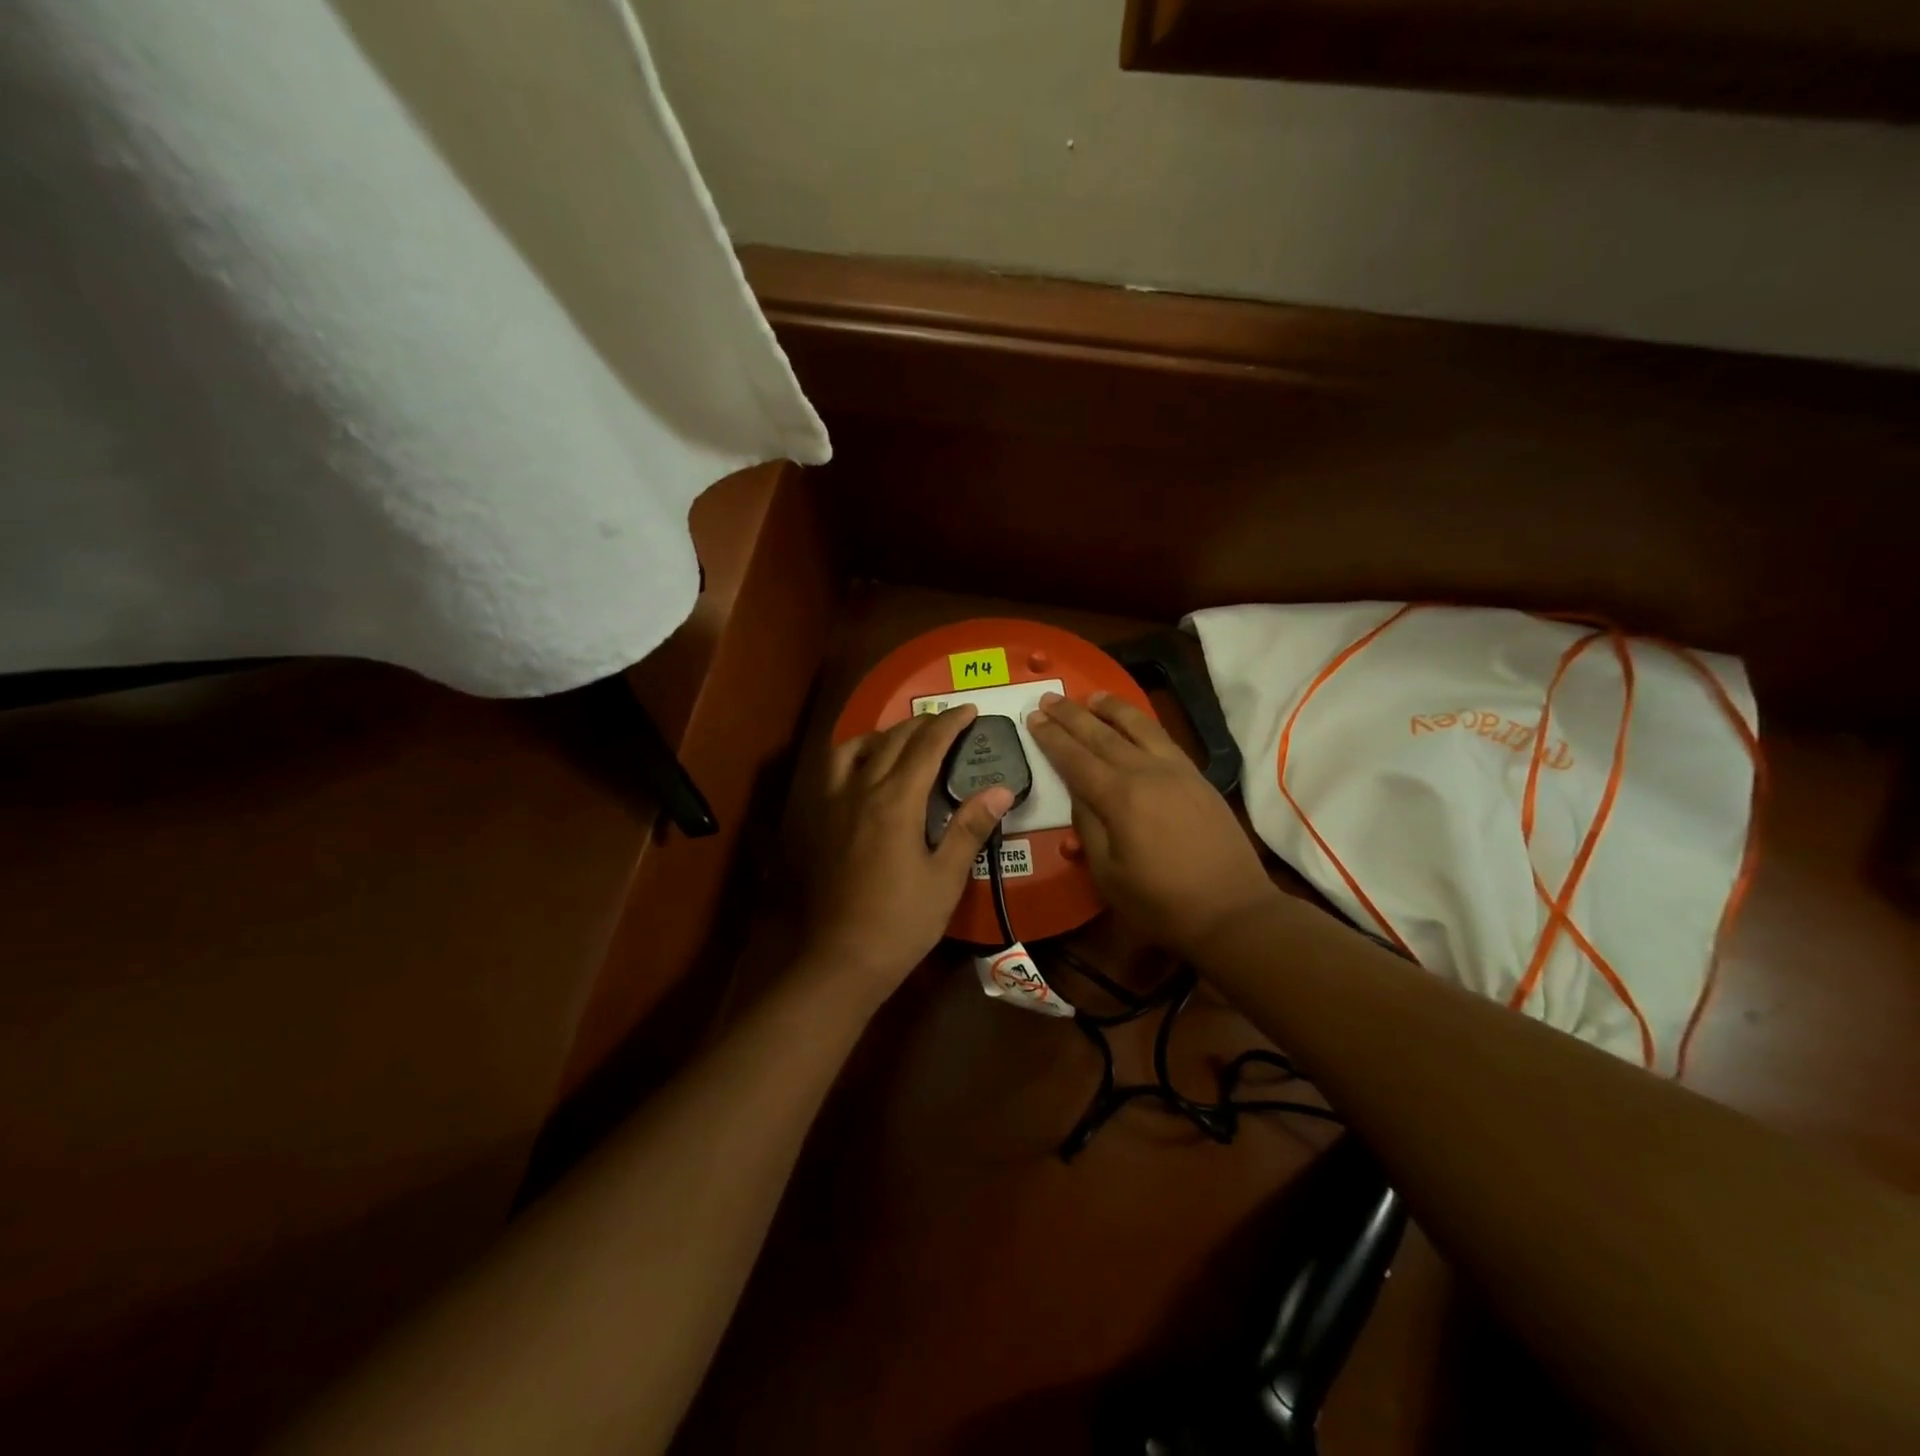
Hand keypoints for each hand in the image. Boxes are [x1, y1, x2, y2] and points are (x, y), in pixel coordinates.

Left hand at [803, 705, 1014, 1001]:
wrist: (844, 957)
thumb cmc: (903, 920)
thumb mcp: (946, 877)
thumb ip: (970, 827)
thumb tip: (1001, 788)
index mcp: (895, 801)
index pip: (926, 747)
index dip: (950, 723)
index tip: (970, 710)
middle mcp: (861, 791)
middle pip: (892, 740)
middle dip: (922, 723)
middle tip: (948, 720)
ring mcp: (835, 804)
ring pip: (854, 748)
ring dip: (883, 734)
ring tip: (904, 738)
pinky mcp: (821, 821)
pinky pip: (834, 770)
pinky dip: (854, 754)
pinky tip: (866, 769)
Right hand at [1026, 691, 1278, 959]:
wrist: (1232, 910)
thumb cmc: (1161, 902)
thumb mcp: (1108, 874)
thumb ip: (1088, 827)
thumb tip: (1080, 794)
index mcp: (1119, 798)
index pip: (1075, 758)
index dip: (1051, 737)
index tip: (1032, 716)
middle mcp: (1147, 772)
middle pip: (1102, 735)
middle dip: (1071, 715)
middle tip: (1048, 696)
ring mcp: (1176, 771)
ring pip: (1138, 727)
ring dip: (1111, 708)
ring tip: (1091, 696)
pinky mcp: (1197, 777)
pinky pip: (1163, 738)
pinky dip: (1142, 723)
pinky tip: (1134, 722)